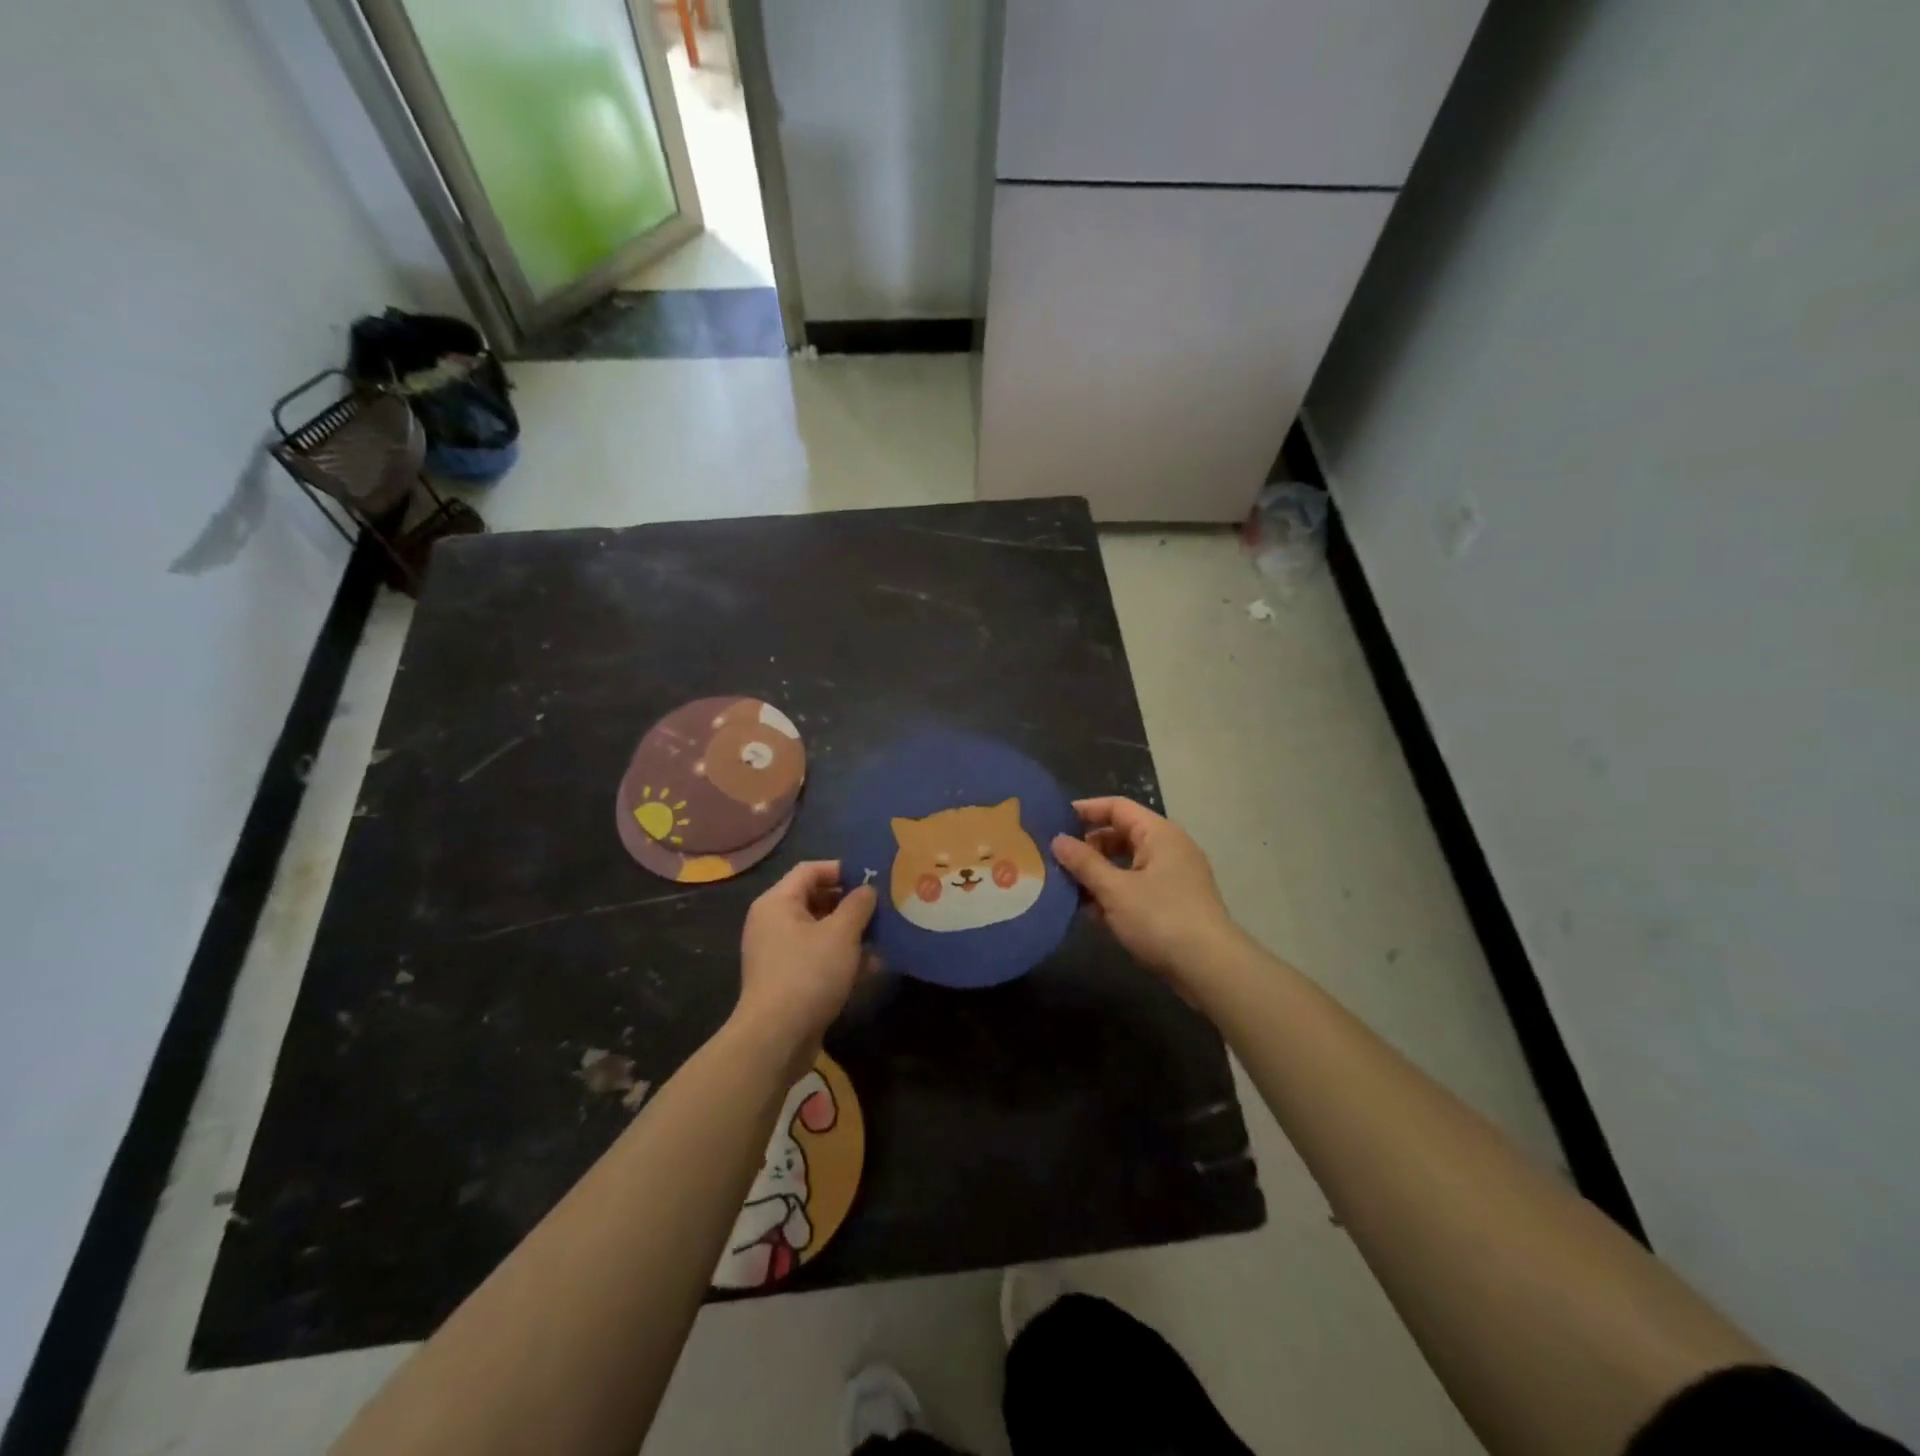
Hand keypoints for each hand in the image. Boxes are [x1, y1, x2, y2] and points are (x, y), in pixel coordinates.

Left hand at [735, 861, 876, 1065]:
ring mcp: (780, 953)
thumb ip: (858, 905)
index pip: (810, 870)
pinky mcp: (789, 980)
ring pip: (821, 931)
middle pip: (816, 899)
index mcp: (777, 903)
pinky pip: (819, 957)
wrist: (776, 1039)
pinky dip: (843, 958)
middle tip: (883, 907)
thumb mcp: (840, 934)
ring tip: (884, 936)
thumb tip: (867, 890)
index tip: (873, 878)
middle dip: (851, 904)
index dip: (842, 869)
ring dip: (852, 933)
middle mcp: (774, 923)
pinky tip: (872, 966)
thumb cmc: (808, 974)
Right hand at [1051, 798, 1240, 982]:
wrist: (1210, 968)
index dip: (1085, 810)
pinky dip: (1115, 895)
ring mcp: (1174, 877)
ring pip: (1127, 865)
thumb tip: (1058, 840)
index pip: (1117, 807)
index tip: (1053, 821)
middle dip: (1089, 847)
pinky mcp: (1174, 904)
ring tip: (1068, 889)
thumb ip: (1084, 863)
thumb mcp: (1115, 890)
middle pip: (1121, 835)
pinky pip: (1137, 888)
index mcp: (1159, 834)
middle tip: (1057, 861)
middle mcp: (1169, 848)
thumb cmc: (1161, 919)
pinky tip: (1091, 913)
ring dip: (1099, 875)